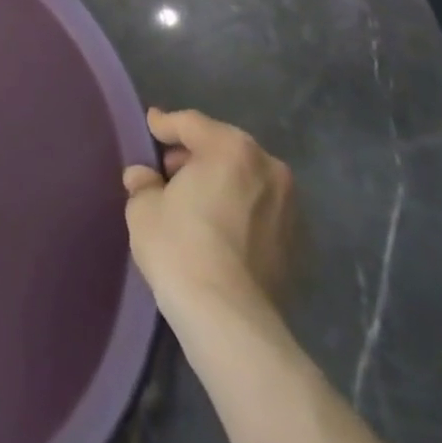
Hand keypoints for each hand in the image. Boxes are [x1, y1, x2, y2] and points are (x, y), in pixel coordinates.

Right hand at [121, 107, 295, 326]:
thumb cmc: (180, 247)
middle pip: (223, 147)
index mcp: (230, 148)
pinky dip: (239, 210)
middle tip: (168, 172)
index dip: (165, 125)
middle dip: (196, 155)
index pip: (190, 123)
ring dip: (221, 182)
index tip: (151, 126)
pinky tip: (217, 229)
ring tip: (194, 202)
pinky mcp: (297, 243)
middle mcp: (268, 168)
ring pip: (246, 179)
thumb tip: (144, 178)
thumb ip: (144, 183)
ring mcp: (289, 207)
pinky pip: (259, 211)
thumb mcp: (144, 208)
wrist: (229, 319)